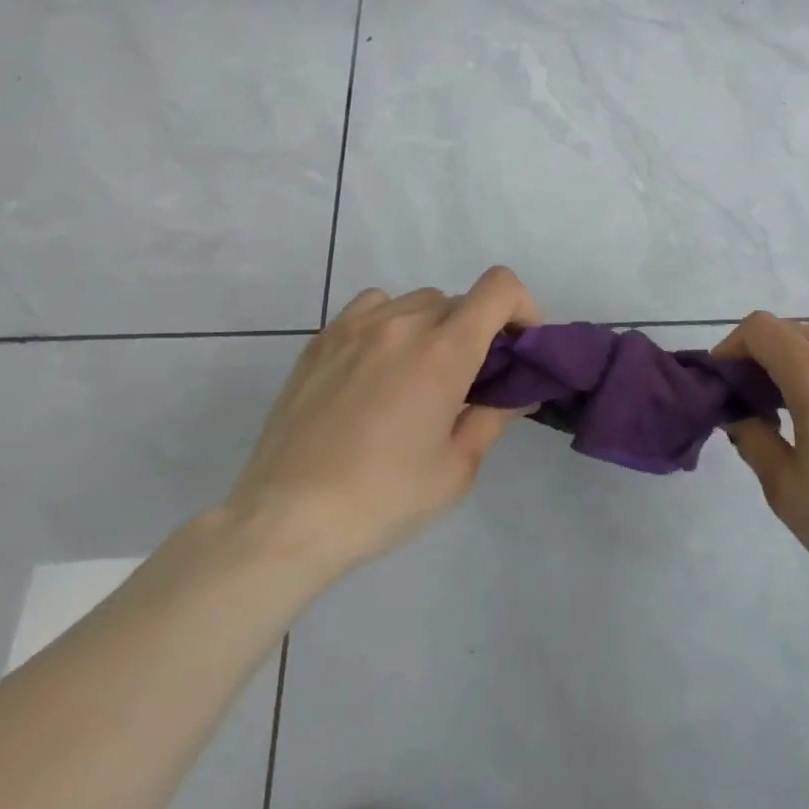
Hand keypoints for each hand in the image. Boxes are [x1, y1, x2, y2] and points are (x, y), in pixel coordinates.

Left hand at [222, 266, 540, 585]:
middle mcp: (402, 324)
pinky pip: (373, 307)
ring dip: (436, 326)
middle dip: (480, 331)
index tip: (519, 348)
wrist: (286, 521)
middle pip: (462, 300)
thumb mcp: (457, 468)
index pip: (499, 288)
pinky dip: (392, 322)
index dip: (522, 308)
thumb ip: (495, 416)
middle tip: (472, 379)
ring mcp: (356, 327)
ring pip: (418, 301)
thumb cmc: (383, 499)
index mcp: (444, 352)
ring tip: (421, 374)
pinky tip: (380, 364)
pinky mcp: (322, 339)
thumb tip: (518, 391)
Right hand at [713, 312, 808, 603]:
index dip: (733, 346)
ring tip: (798, 404)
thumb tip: (739, 414)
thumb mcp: (784, 486)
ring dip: (802, 359)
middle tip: (755, 399)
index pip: (761, 328)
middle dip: (765, 355)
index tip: (725, 380)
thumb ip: (752, 437)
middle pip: (794, 330)